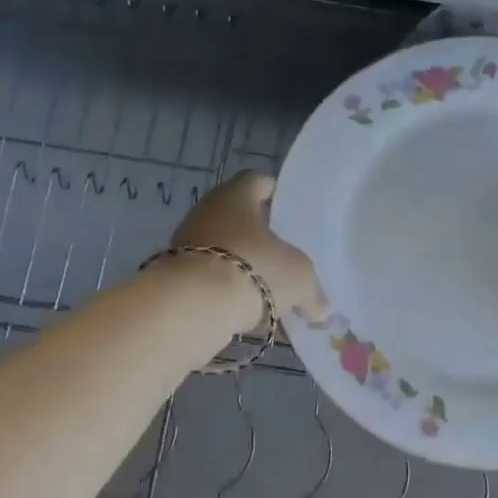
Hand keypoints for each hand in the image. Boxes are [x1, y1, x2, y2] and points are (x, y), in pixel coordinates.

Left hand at [169, 171, 327, 328]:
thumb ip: (314, 291)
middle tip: (286, 258)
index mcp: (236, 195)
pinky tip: (248, 315)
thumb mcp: (299, 279)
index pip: (259, 182)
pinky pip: (210, 280)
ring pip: (226, 251)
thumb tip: (322, 308)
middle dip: (262, 239)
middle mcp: (208, 212)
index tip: (293, 215)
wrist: (192, 307)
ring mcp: (187, 244)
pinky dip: (228, 293)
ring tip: (270, 292)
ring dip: (245, 269)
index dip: (277, 195)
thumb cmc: (254, 269)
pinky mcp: (175, 277)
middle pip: (240, 219)